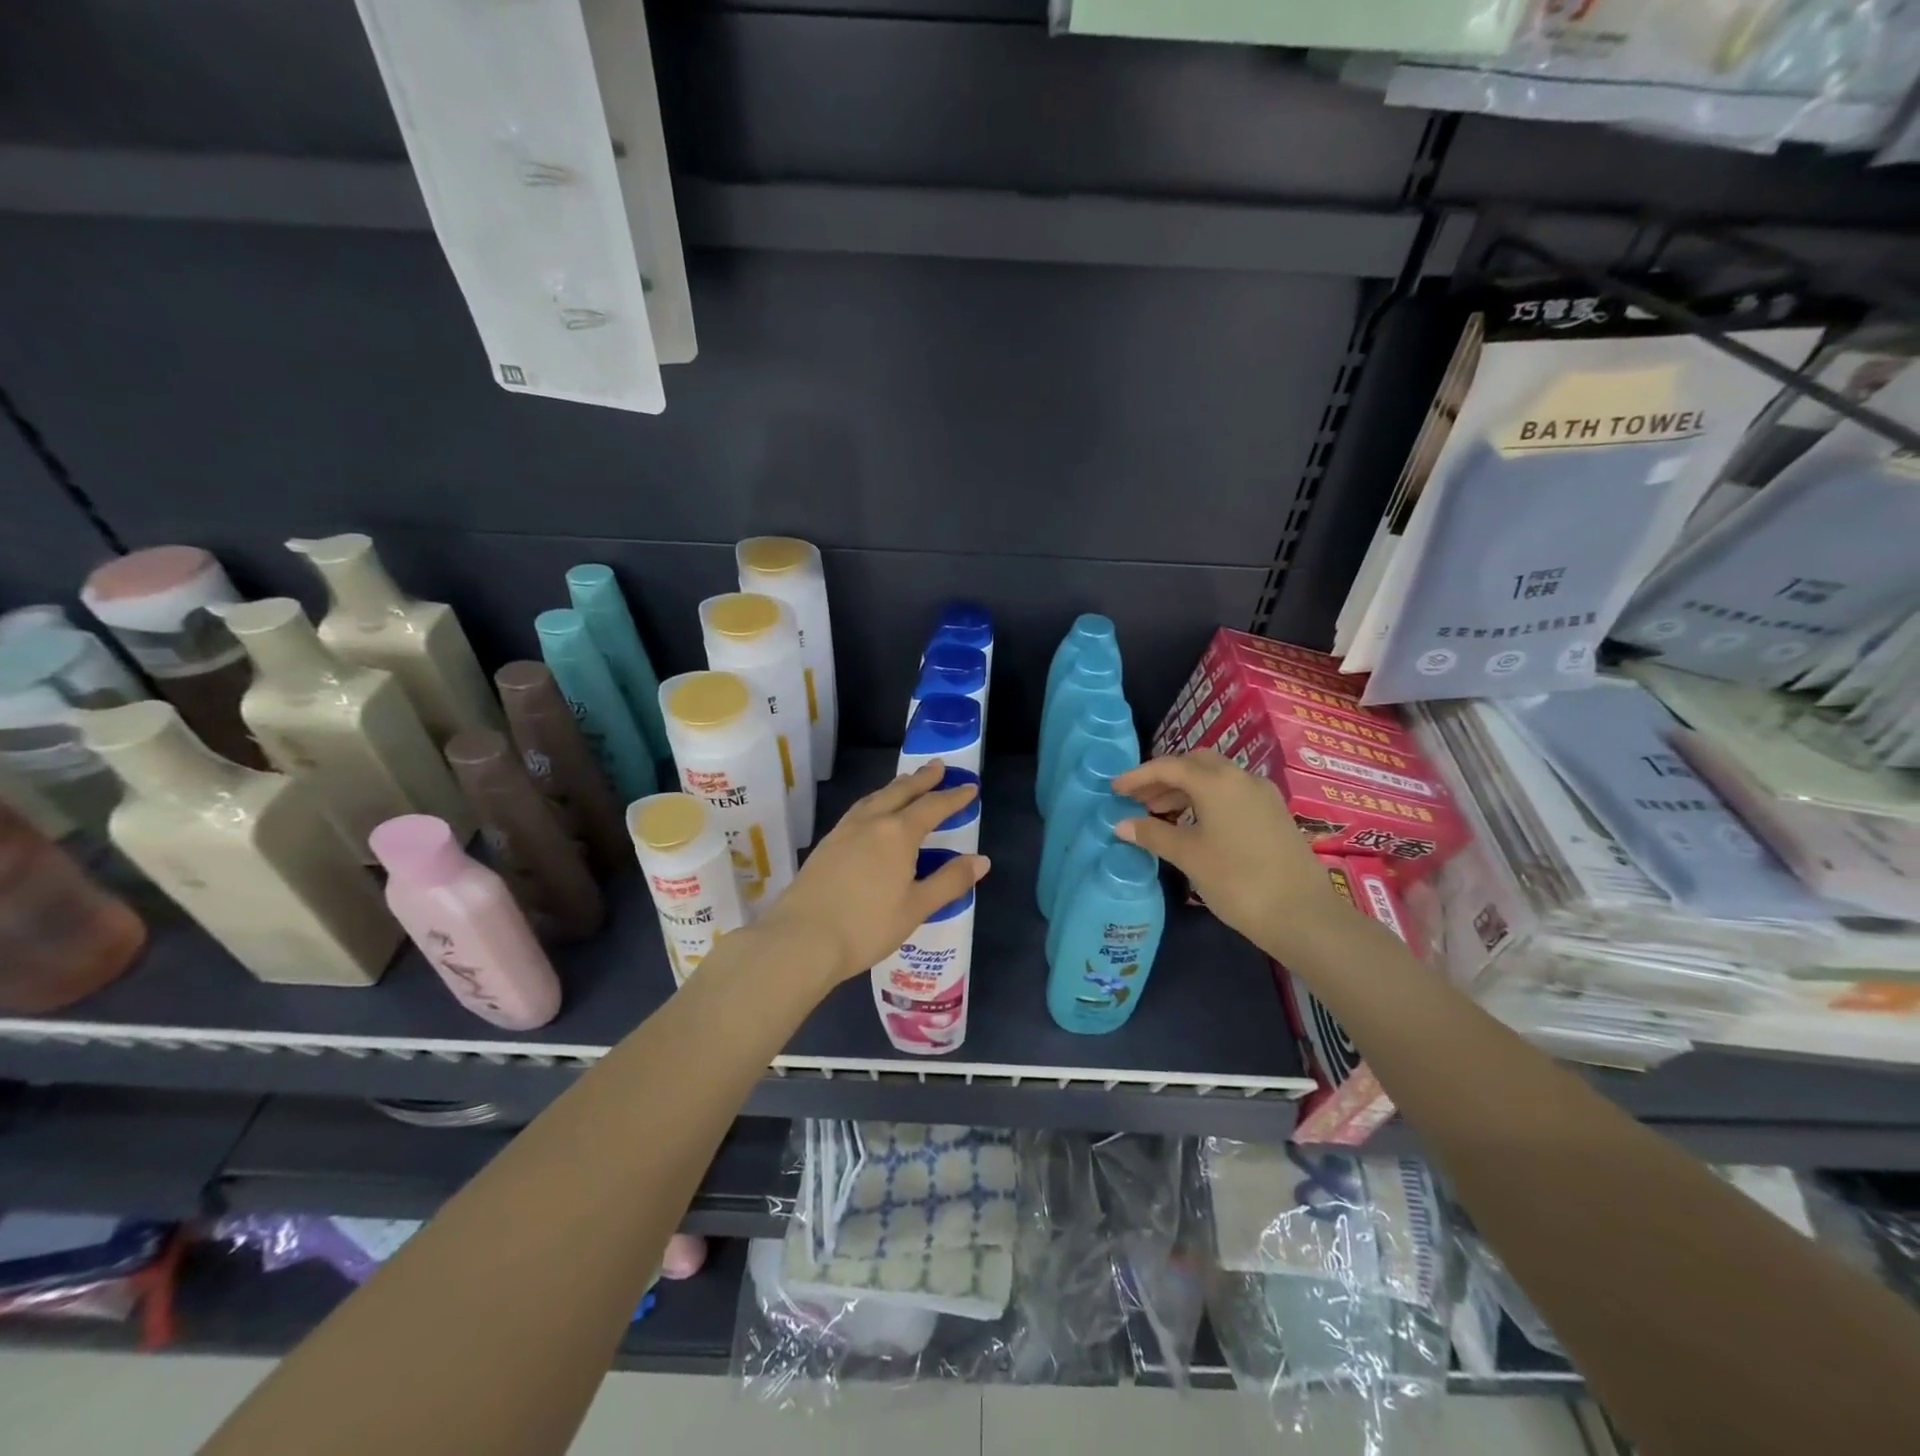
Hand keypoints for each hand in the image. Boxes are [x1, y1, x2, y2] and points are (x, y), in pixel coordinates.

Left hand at [759, 761, 989, 985]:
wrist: (801, 939)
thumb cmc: (867, 926)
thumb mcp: (916, 907)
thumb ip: (950, 881)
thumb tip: (980, 859)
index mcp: (898, 834)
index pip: (932, 807)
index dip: (953, 797)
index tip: (970, 787)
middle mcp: (871, 823)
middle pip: (901, 792)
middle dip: (922, 779)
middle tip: (937, 765)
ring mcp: (844, 831)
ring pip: (875, 798)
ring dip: (895, 787)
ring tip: (906, 782)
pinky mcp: (826, 845)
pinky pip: (857, 810)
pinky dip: (874, 802)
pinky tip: (871, 813)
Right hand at [1112, 752, 1341, 957]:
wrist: (1303, 915)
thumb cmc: (1237, 881)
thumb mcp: (1189, 856)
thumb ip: (1153, 834)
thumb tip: (1122, 824)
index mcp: (1217, 782)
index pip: (1169, 766)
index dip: (1138, 776)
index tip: (1115, 789)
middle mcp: (1241, 778)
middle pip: (1195, 763)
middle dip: (1164, 777)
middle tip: (1139, 800)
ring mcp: (1262, 794)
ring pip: (1215, 777)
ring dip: (1185, 789)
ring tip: (1160, 814)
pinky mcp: (1274, 813)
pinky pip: (1231, 792)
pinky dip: (1206, 799)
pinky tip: (1194, 824)